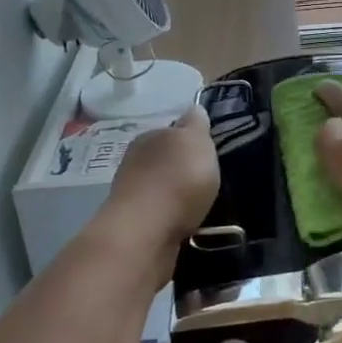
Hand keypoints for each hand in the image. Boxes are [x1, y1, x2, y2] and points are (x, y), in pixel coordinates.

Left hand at [107, 105, 219, 250]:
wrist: (146, 233)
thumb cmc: (176, 179)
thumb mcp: (195, 141)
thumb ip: (196, 124)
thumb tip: (194, 109)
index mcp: (149, 137)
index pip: (171, 131)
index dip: (191, 139)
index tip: (208, 151)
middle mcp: (135, 162)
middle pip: (165, 160)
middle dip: (183, 168)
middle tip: (209, 179)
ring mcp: (133, 196)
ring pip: (162, 188)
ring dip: (178, 195)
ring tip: (202, 204)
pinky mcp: (136, 226)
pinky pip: (162, 215)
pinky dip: (174, 217)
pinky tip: (189, 223)